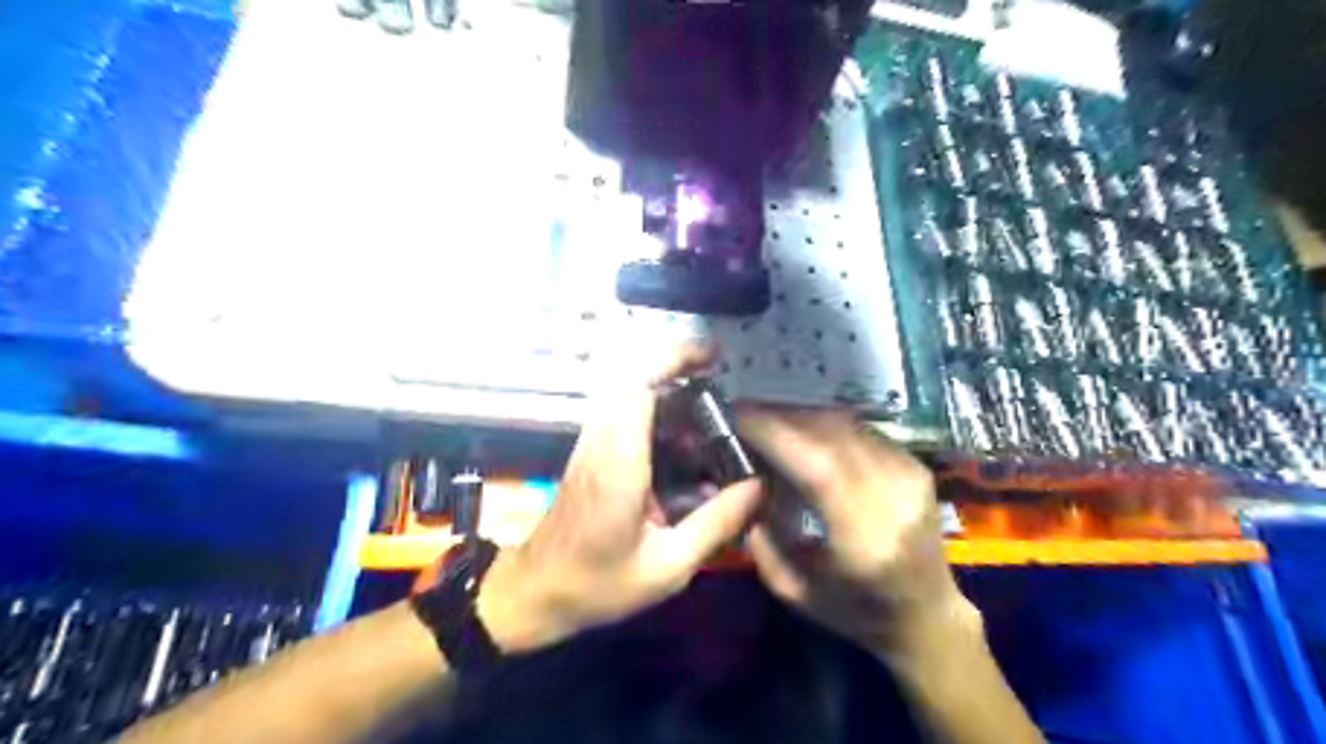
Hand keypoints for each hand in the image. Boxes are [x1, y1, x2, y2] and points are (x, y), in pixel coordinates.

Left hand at [478, 346, 766, 654]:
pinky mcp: (590, 452)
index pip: (638, 387)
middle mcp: (601, 442)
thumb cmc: (598, 584)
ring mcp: (591, 444)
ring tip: (705, 402)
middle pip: (631, 377)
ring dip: (664, 383)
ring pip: (624, 390)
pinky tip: (680, 434)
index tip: (710, 356)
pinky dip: (652, 405)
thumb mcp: (668, 567)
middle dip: (674, 363)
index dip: (673, 360)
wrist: (536, 592)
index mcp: (619, 463)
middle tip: (715, 372)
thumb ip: (715, 524)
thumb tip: (757, 487)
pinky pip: (621, 410)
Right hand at [736, 411, 970, 657]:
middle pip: (833, 436)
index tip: (739, 418)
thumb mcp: (796, 594)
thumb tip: (743, 488)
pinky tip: (805, 429)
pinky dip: (828, 425)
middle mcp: (895, 502)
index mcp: (866, 541)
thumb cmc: (857, 613)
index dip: (776, 435)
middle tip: (747, 412)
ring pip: (848, 427)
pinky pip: (863, 432)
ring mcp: (912, 479)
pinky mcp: (917, 468)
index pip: (819, 469)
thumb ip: (763, 544)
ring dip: (804, 415)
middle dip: (783, 417)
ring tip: (770, 416)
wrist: (928, 616)